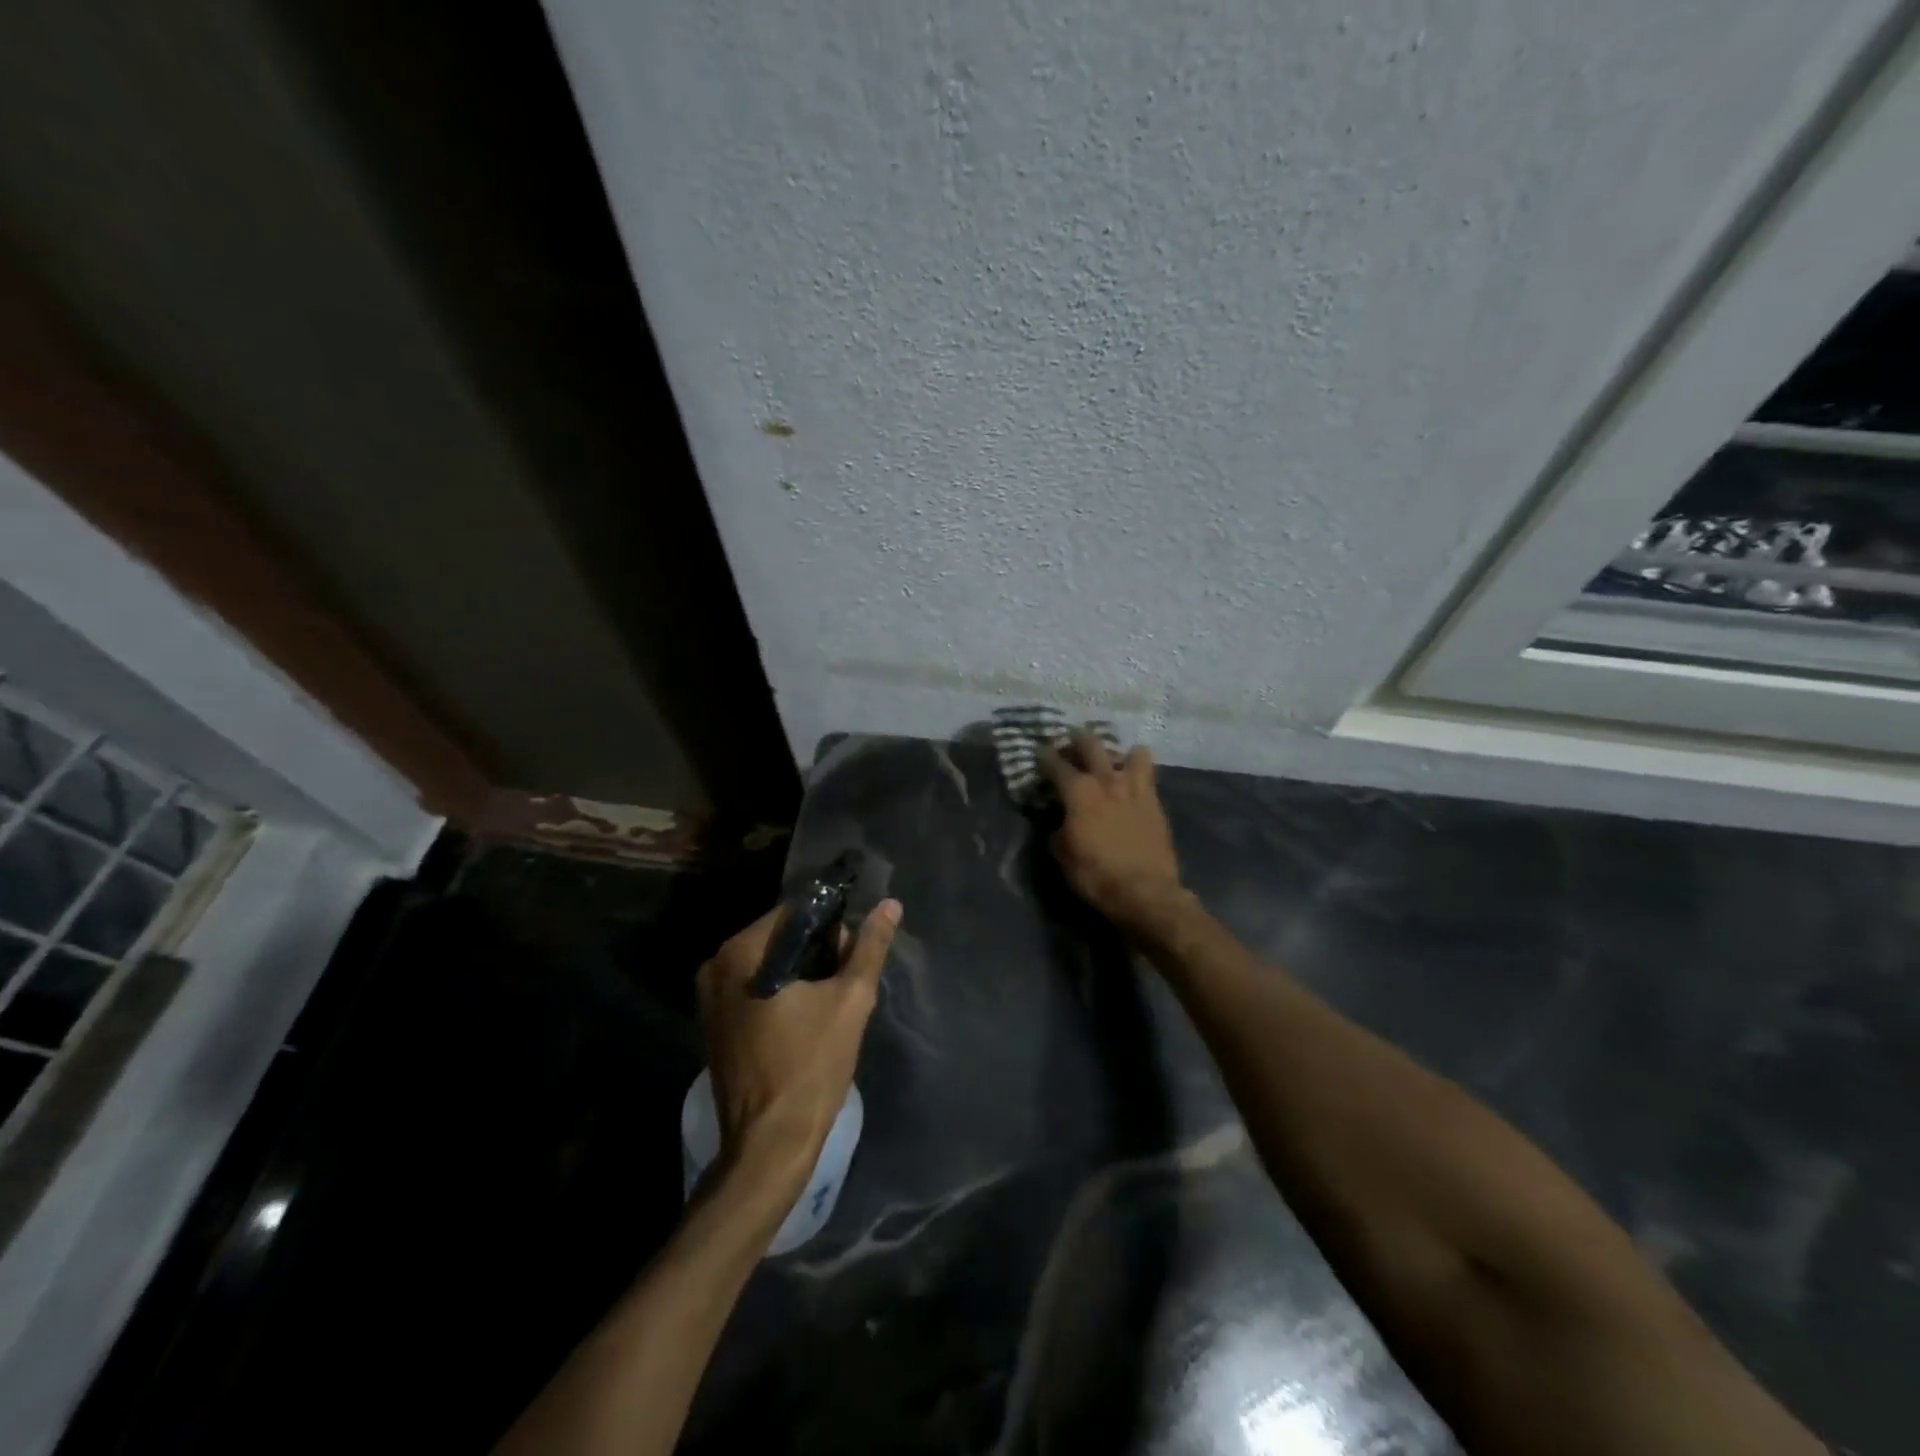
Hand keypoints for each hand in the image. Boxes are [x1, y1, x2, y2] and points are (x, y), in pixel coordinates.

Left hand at [696, 898, 901, 1189]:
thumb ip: (869, 947)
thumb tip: (890, 905)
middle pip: (779, 937)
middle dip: (818, 950)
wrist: (770, 1145)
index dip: (831, 925)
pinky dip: (783, 992)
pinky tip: (808, 1017)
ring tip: (832, 1000)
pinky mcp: (716, 1025)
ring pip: (769, 964)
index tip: (853, 954)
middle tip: (847, 981)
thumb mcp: (850, 1000)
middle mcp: (716, 967)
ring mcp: (710, 999)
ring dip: (803, 972)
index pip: (794, 912)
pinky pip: (755, 988)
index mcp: (740, 953)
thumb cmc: (811, 1066)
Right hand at [1040, 729, 1184, 926]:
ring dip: (1117, 753)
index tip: (1039, 752)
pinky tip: (1133, 779)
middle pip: (1091, 744)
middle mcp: (1106, 780)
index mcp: (1078, 792)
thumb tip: (1062, 820)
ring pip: (1130, 751)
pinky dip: (1138, 769)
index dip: (1044, 756)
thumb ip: (1059, 829)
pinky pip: (1149, 772)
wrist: (1146, 891)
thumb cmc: (1096, 876)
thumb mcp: (1063, 855)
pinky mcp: (1155, 800)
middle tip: (1071, 743)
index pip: (1055, 764)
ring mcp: (1135, 787)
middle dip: (1077, 739)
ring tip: (1111, 760)